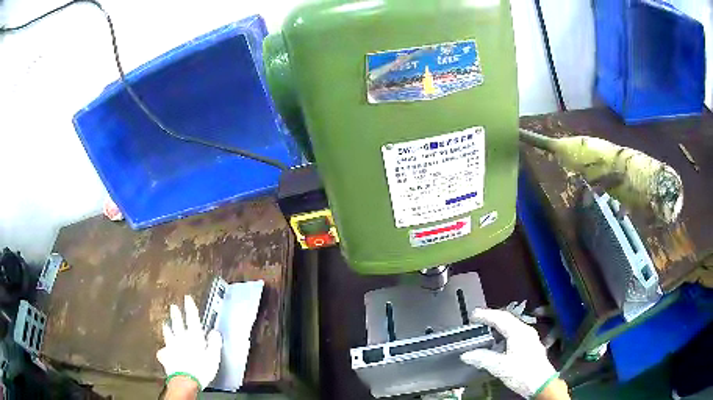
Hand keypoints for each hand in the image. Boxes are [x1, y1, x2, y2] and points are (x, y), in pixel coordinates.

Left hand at [157, 295, 222, 390]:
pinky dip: (163, 350)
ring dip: (167, 328)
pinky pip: (163, 351)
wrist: (185, 380)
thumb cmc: (201, 369)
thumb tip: (215, 332)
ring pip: (168, 334)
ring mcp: (171, 346)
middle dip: (176, 314)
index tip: (187, 298)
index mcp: (194, 337)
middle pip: (177, 323)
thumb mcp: (213, 357)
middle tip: (173, 306)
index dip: (190, 308)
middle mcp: (181, 338)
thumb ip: (214, 343)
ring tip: (165, 324)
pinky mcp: (166, 356)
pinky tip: (162, 351)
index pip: (192, 319)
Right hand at [460, 308, 559, 398]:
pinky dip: (503, 334)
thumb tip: (466, 355)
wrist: (541, 384)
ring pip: (512, 326)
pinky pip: (515, 334)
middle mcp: (525, 331)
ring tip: (485, 329)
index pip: (501, 318)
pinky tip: (498, 343)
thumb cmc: (521, 373)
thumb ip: (483, 358)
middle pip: (507, 319)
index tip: (472, 315)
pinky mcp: (530, 346)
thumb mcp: (500, 367)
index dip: (486, 315)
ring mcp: (529, 338)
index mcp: (519, 332)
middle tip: (477, 320)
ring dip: (498, 326)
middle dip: (492, 318)